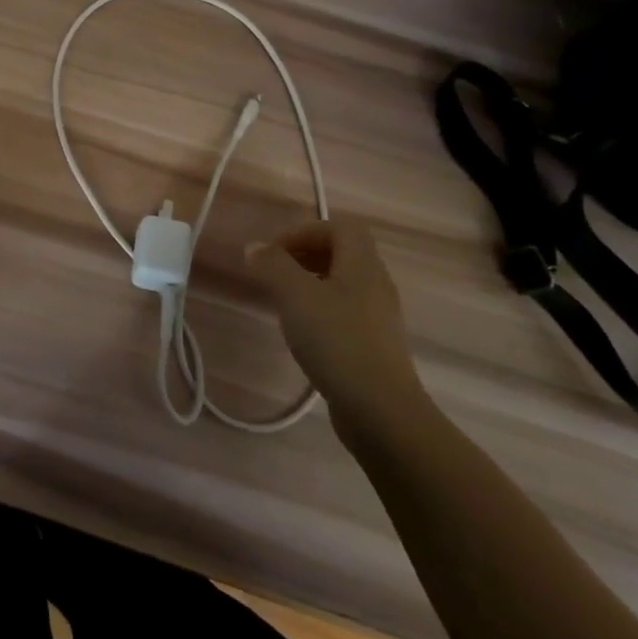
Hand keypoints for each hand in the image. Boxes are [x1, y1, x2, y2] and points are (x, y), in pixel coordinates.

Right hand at [246, 217, 425, 426]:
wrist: (381, 411)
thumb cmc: (337, 342)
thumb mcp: (295, 296)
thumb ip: (273, 265)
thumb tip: (256, 247)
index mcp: (362, 265)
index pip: (340, 226)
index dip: (305, 230)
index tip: (273, 252)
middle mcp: (376, 284)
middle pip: (343, 252)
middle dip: (304, 254)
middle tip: (274, 271)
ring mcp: (379, 316)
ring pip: (343, 282)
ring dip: (311, 281)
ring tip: (283, 299)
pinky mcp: (375, 344)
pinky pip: (346, 310)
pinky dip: (321, 307)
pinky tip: (303, 330)